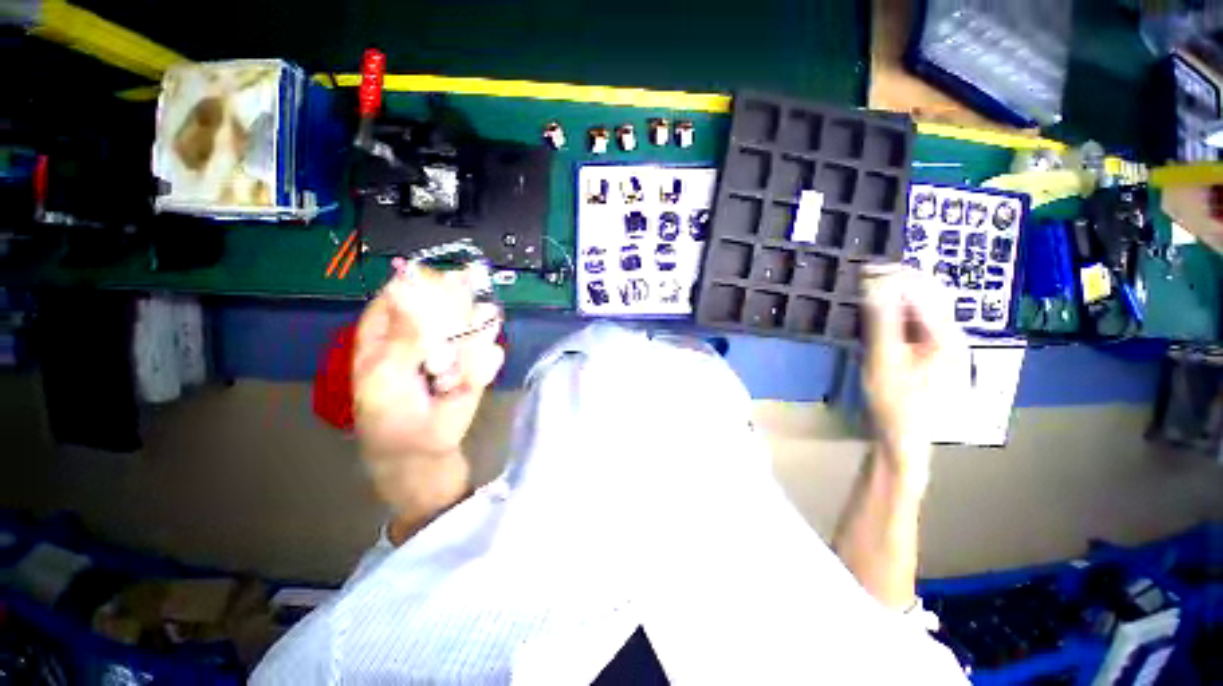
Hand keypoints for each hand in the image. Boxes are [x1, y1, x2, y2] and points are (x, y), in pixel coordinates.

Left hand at [352, 260, 503, 512]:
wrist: (423, 449)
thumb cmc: (389, 413)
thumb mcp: (383, 376)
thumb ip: (400, 336)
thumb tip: (410, 288)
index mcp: (391, 326)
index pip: (408, 288)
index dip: (424, 283)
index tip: (441, 286)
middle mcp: (429, 327)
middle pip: (450, 298)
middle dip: (455, 312)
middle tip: (448, 335)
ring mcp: (459, 343)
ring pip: (478, 320)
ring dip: (471, 341)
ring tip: (448, 371)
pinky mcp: (481, 361)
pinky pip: (492, 351)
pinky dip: (482, 365)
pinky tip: (461, 385)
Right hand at [861, 266, 963, 484]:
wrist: (904, 438)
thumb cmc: (894, 401)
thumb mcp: (884, 359)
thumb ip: (883, 320)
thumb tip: (877, 284)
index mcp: (947, 337)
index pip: (924, 292)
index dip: (896, 275)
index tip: (866, 269)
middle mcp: (953, 338)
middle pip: (931, 297)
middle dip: (900, 280)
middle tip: (868, 274)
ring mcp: (946, 349)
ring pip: (926, 310)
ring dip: (901, 295)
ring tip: (873, 288)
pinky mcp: (935, 357)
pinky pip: (921, 324)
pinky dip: (903, 312)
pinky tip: (886, 314)